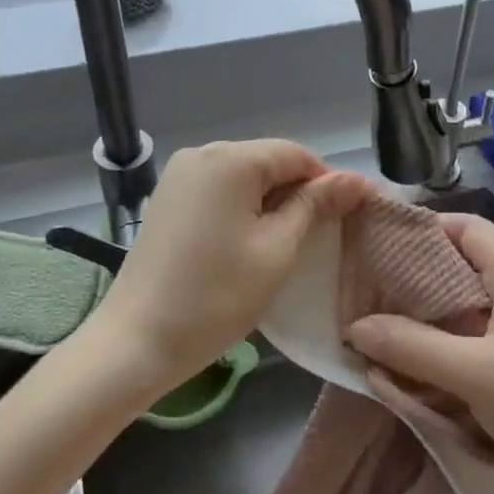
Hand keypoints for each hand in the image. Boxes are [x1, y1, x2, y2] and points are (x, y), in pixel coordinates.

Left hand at [99, 140, 375, 392]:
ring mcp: (179, 175)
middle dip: (298, 192)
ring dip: (270, 202)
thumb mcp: (277, 250)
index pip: (296, 154)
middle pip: (268, 160)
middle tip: (319, 237)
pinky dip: (241, 208)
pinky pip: (218, 189)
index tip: (347, 217)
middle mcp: (202, 153)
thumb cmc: (216, 297)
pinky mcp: (167, 197)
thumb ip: (315, 206)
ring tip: (286, 242)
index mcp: (230, 158)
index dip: (327, 182)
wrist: (137, 340)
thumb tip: (356, 178)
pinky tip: (248, 241)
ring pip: (243, 176)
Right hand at [348, 214, 493, 493]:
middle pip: (454, 271)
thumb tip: (353, 326)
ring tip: (366, 334)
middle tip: (357, 295)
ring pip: (456, 317)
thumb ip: (412, 346)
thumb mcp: (476, 372)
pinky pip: (465, 354)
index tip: (373, 245)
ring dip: (417, 327)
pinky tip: (400, 374)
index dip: (420, 228)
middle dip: (406, 282)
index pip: (463, 226)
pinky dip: (434, 359)